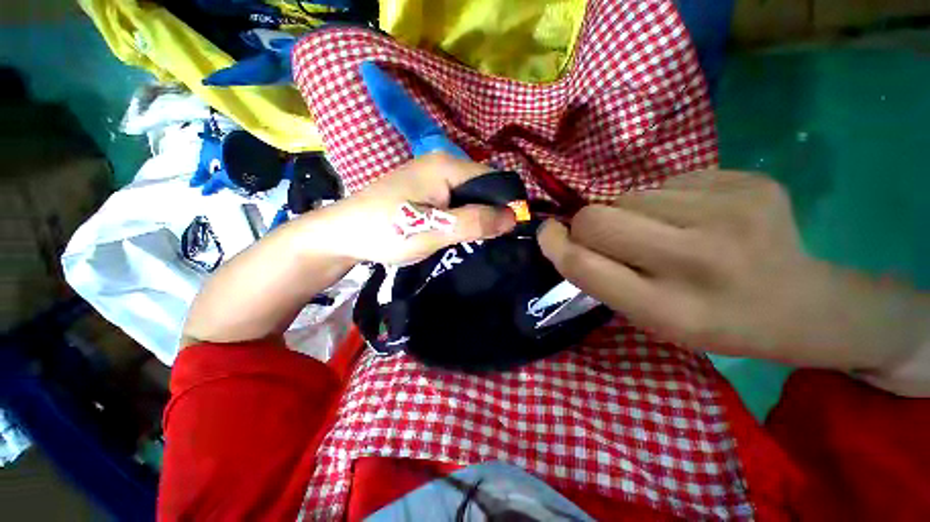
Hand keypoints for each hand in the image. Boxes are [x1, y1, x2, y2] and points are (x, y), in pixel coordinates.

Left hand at [302, 153, 516, 264]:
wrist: (342, 234)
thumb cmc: (386, 231)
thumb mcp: (434, 230)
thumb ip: (474, 222)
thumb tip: (514, 217)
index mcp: (446, 165)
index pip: (493, 180)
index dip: (505, 205)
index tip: (509, 233)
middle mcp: (441, 164)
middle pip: (481, 188)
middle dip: (489, 213)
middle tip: (491, 241)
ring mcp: (431, 176)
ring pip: (468, 197)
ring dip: (475, 218)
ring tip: (478, 241)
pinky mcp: (424, 191)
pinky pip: (454, 202)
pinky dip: (461, 218)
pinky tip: (459, 234)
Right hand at [538, 170, 929, 383]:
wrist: (802, 304)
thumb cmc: (712, 320)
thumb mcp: (648, 317)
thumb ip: (601, 276)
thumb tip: (566, 233)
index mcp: (669, 308)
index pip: (584, 264)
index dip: (554, 244)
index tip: (547, 232)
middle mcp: (698, 259)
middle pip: (598, 217)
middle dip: (588, 224)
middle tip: (611, 237)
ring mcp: (731, 212)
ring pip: (630, 194)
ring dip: (630, 212)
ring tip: (665, 231)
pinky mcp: (749, 181)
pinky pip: (668, 180)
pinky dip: (665, 199)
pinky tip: (697, 218)